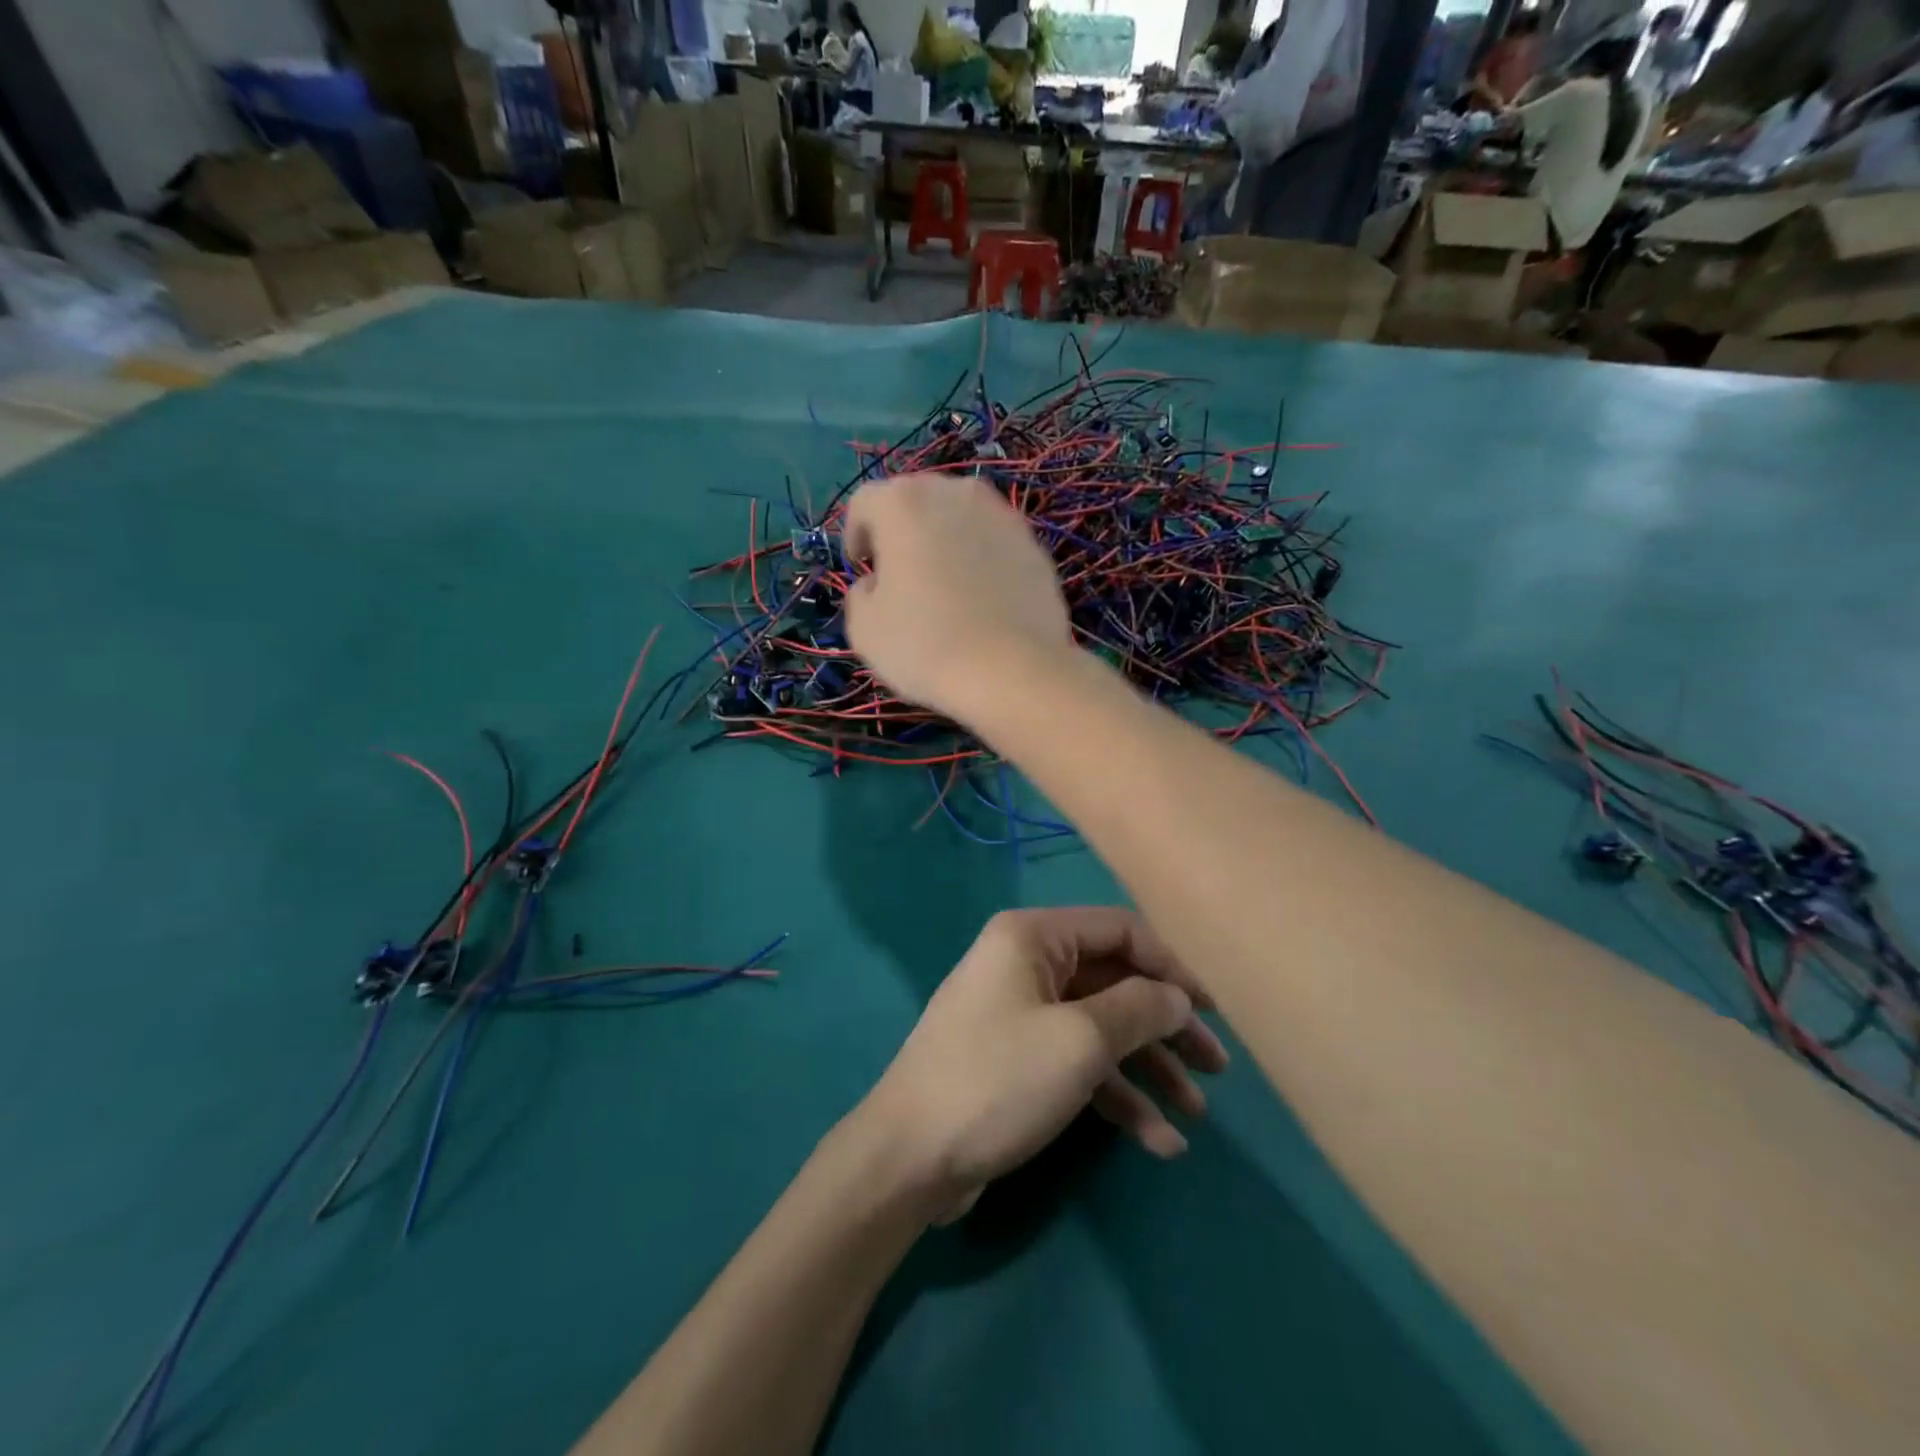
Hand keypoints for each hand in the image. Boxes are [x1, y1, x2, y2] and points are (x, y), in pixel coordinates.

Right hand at [842, 473, 1075, 725]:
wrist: (1014, 671)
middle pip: (917, 501)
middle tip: (899, 573)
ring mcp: (1003, 516)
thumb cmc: (926, 645)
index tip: (861, 567)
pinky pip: (993, 544)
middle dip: (902, 531)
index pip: (865, 503)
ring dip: (945, 542)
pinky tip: (981, 600)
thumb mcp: (864, 628)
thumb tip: (877, 585)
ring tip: (943, 584)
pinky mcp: (1034, 545)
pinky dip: (981, 560)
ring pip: (960, 518)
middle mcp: (955, 493)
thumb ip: (860, 594)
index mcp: (904, 503)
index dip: (855, 534)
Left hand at [856, 908, 1229, 1222]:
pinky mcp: (1016, 1061)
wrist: (908, 1157)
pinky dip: (1115, 1095)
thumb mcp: (1080, 1041)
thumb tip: (1176, 996)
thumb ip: (1139, 1009)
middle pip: (1113, 982)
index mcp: (1033, 936)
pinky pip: (1077, 1064)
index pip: (1120, 931)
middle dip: (1165, 1025)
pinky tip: (1157, 1140)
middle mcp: (1025, 964)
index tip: (1213, 1011)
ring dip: (1147, 1068)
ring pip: (1099, 1028)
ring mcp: (1019, 1013)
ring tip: (1195, 1113)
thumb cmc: (997, 1080)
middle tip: (1216, 1067)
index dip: (1172, 966)